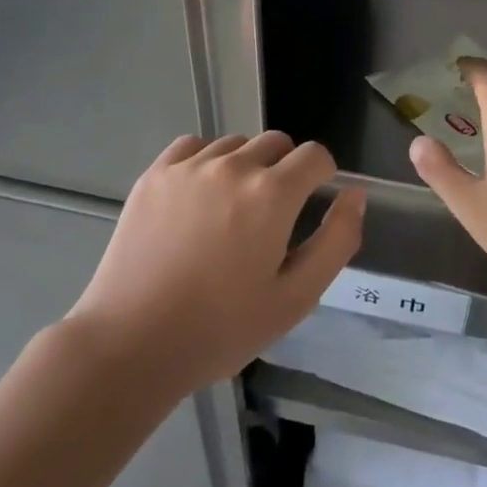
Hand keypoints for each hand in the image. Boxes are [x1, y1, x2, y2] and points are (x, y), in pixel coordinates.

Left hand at [68, 132, 363, 396]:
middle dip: (286, 170)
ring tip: (230, 211)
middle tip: (271, 216)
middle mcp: (233, 166)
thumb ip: (336, 241)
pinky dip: (205, 161)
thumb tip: (354, 195)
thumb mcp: (295, 298)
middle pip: (277, 143)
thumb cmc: (221, 329)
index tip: (312, 203)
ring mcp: (190, 166)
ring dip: (245, 166)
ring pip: (235, 144)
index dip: (322, 176)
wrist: (132, 343)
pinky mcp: (155, 173)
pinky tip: (197, 198)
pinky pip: (193, 146)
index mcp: (272, 194)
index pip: (315, 155)